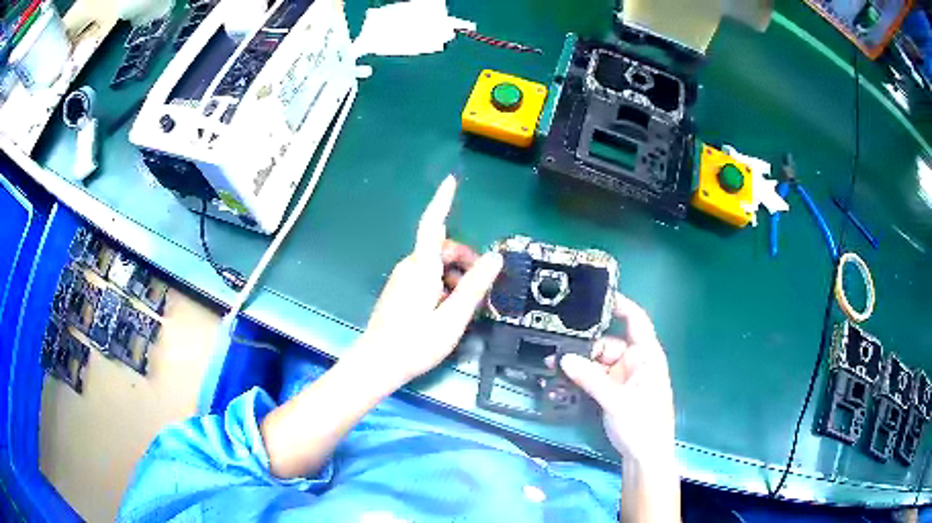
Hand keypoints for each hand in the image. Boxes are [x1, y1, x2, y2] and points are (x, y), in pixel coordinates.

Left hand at [352, 175, 503, 385]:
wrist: (378, 363)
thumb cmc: (415, 343)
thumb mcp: (453, 317)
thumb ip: (474, 286)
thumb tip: (495, 257)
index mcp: (421, 268)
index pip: (433, 225)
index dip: (443, 201)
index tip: (451, 181)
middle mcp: (409, 267)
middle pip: (441, 249)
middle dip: (465, 260)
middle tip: (483, 287)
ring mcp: (402, 279)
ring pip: (435, 265)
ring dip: (455, 276)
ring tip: (466, 306)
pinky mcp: (399, 291)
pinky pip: (426, 277)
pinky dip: (443, 285)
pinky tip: (448, 310)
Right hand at [559, 293, 674, 466]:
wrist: (644, 457)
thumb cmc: (643, 424)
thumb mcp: (618, 401)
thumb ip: (591, 379)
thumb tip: (563, 359)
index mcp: (646, 356)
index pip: (636, 321)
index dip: (620, 304)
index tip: (594, 295)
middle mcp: (634, 362)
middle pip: (606, 344)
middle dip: (582, 347)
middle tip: (554, 349)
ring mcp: (621, 378)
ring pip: (595, 363)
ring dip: (575, 366)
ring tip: (549, 368)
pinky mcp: (611, 392)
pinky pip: (591, 380)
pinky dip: (577, 381)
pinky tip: (558, 385)